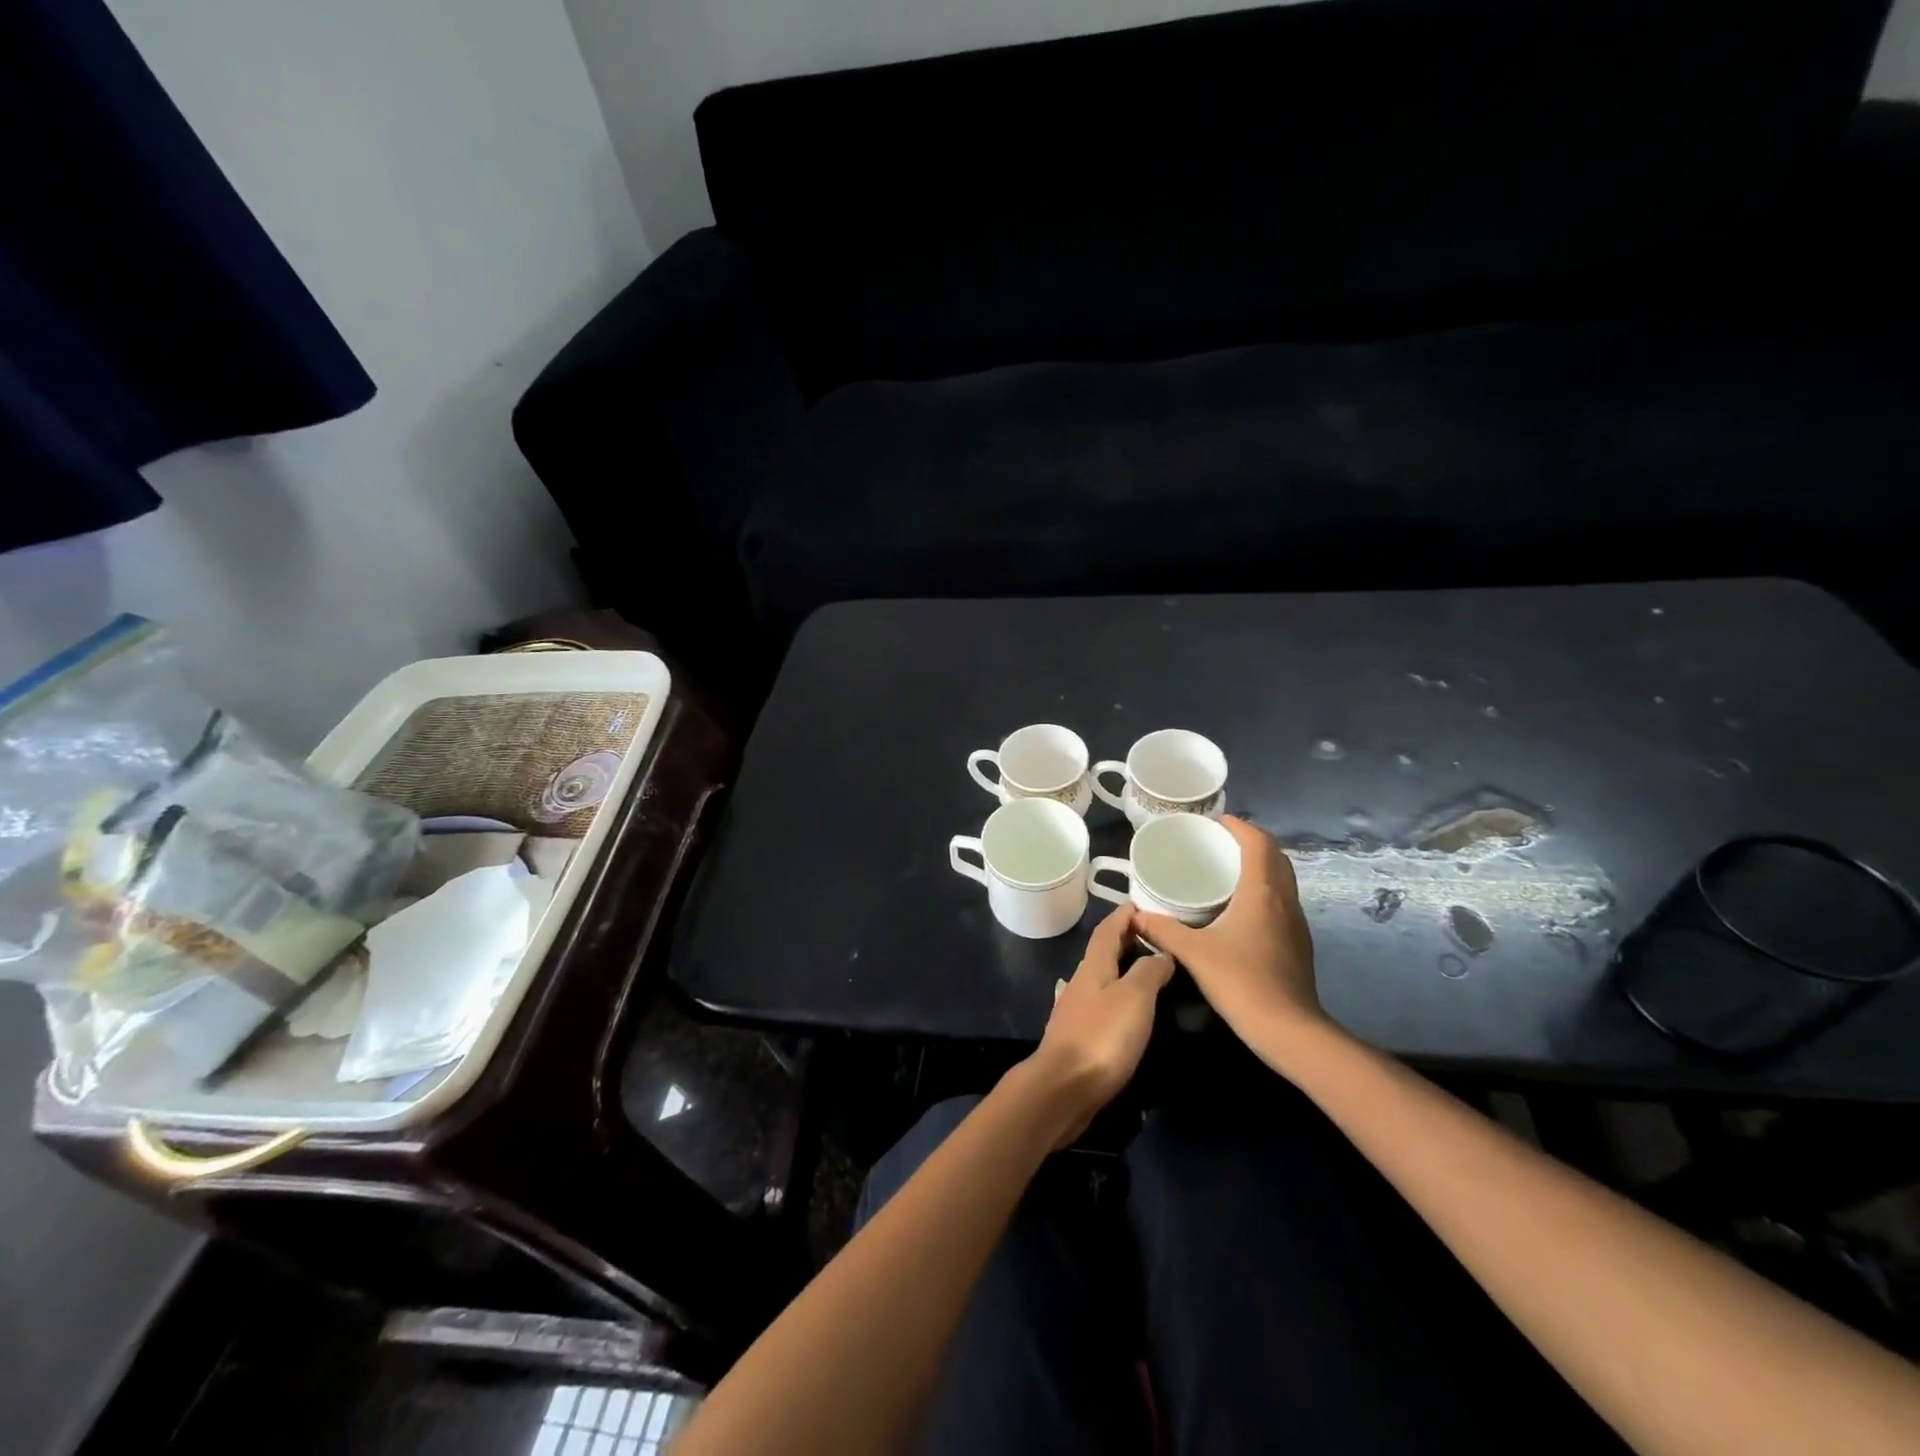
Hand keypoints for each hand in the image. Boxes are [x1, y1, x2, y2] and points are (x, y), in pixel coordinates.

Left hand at [1023, 904, 1174, 1145]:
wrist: (1064, 1088)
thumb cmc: (1102, 1037)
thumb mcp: (1134, 997)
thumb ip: (1148, 972)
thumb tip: (1161, 953)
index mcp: (1093, 967)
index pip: (1107, 931)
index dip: (1122, 916)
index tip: (1139, 905)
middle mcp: (1081, 983)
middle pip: (1102, 953)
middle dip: (1123, 939)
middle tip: (1150, 935)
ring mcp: (1076, 1011)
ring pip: (1101, 979)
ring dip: (1120, 969)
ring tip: (1146, 970)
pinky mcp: (1078, 1038)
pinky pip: (1101, 1005)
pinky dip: (1117, 996)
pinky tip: (1127, 1010)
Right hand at [1135, 816, 1323, 1053]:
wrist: (1288, 1029)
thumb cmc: (1241, 981)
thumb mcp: (1194, 952)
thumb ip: (1164, 929)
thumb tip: (1136, 914)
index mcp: (1262, 892)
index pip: (1259, 844)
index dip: (1241, 827)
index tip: (1218, 821)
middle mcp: (1284, 900)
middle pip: (1275, 857)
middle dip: (1251, 843)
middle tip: (1220, 843)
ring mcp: (1295, 923)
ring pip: (1282, 880)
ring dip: (1260, 867)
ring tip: (1227, 870)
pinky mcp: (1297, 943)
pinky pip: (1282, 902)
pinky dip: (1264, 891)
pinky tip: (1240, 909)